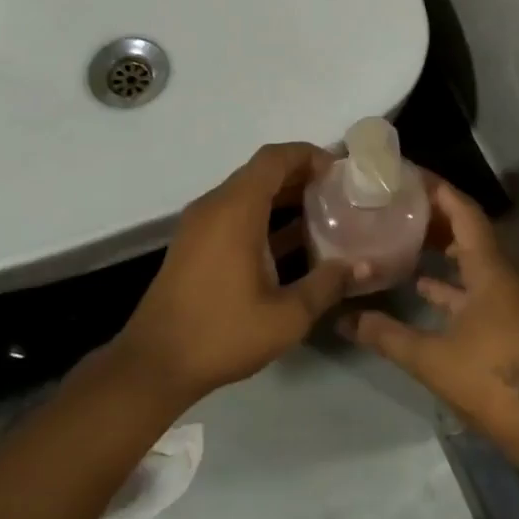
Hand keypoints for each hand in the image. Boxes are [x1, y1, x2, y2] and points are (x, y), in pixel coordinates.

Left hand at [114, 142, 355, 405]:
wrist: (156, 363)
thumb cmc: (222, 333)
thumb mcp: (287, 316)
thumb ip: (327, 284)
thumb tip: (362, 265)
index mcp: (235, 210)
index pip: (274, 159)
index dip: (308, 155)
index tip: (340, 172)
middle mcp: (214, 207)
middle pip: (261, 173)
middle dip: (301, 176)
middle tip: (339, 193)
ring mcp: (200, 225)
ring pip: (247, 194)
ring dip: (283, 198)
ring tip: (324, 215)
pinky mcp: (194, 245)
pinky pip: (233, 215)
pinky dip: (263, 218)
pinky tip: (292, 243)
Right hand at [341, 178, 518, 449]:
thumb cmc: (489, 381)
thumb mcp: (429, 357)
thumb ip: (384, 334)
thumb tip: (343, 319)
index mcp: (491, 270)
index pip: (464, 212)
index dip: (437, 190)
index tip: (405, 175)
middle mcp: (506, 274)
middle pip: (470, 229)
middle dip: (434, 214)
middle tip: (396, 202)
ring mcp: (511, 297)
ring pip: (474, 257)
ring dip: (443, 245)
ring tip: (403, 234)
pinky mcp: (510, 319)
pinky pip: (478, 283)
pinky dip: (451, 279)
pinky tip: (421, 285)